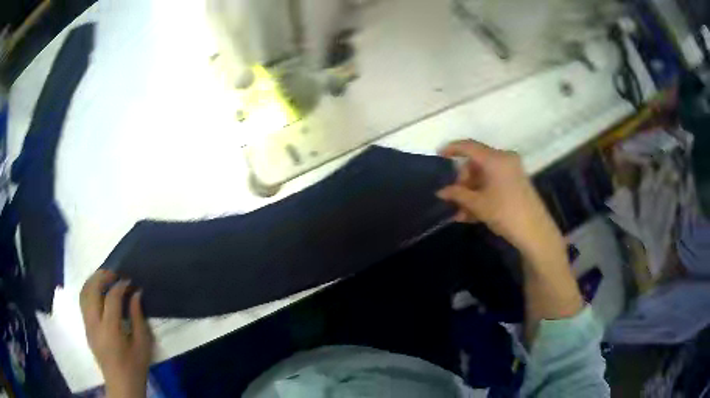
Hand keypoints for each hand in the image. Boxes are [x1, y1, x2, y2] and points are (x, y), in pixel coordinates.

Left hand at [80, 270, 152, 397]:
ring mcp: (87, 325)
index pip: (111, 298)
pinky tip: (99, 292)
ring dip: (93, 281)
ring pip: (83, 293)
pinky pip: (83, 302)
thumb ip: (138, 317)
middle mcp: (94, 324)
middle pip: (91, 290)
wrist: (121, 384)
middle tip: (115, 273)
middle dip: (102, 276)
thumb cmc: (135, 367)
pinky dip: (89, 291)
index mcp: (110, 329)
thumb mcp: (142, 344)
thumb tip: (136, 293)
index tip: (129, 281)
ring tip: (105, 278)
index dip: (120, 286)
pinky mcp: (86, 328)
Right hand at [436, 140, 564, 257]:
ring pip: (484, 175)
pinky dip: (482, 194)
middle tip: (454, 198)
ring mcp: (512, 171)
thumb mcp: (478, 204)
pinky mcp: (517, 183)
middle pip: (476, 163)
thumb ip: (457, 194)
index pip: (469, 146)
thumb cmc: (505, 213)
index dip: (452, 149)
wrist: (535, 232)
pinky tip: (472, 214)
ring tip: (460, 213)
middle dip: (463, 180)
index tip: (438, 155)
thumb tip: (441, 191)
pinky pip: (494, 183)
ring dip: (471, 192)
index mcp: (495, 159)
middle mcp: (505, 159)